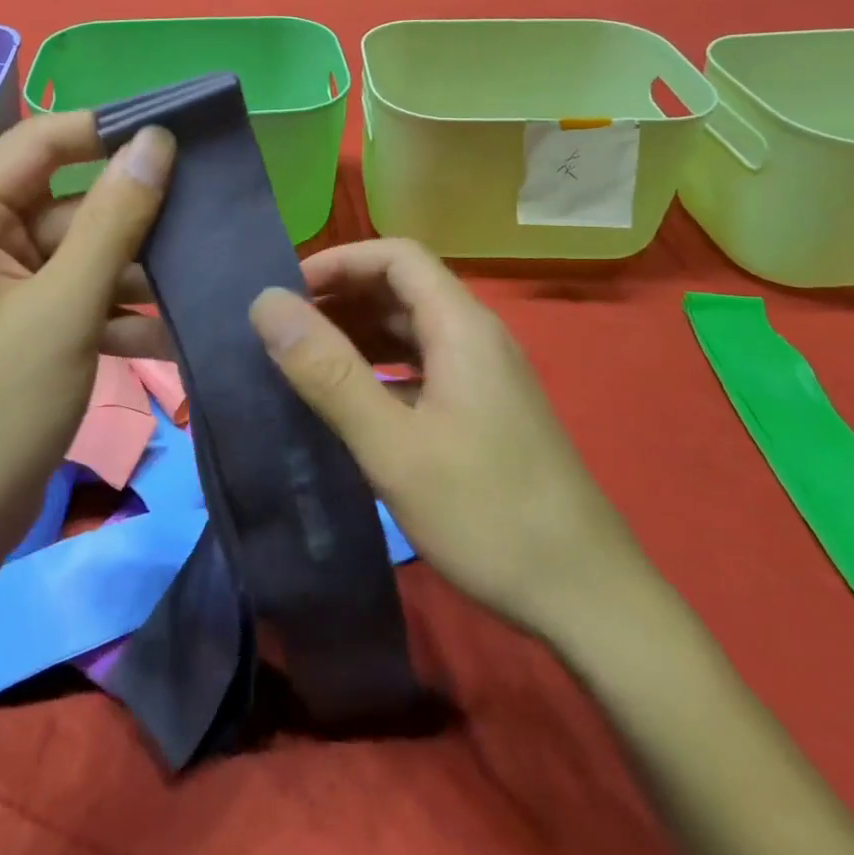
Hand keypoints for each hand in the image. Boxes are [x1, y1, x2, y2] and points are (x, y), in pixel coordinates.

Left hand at [0, 113, 174, 570]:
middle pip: (66, 201)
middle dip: (133, 217)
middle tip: (207, 214)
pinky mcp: (17, 320)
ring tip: (200, 276)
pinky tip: (173, 331)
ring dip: (134, 270)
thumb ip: (114, 220)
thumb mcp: (65, 310)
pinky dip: (116, 308)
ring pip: (79, 251)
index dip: (108, 130)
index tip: (179, 131)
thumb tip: (156, 141)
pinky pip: (74, 293)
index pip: (40, 142)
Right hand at [248, 238, 648, 641]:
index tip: (286, 293)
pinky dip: (379, 368)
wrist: (587, 598)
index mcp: (462, 327)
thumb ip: (328, 372)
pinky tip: (349, 402)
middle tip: (283, 329)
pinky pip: (422, 366)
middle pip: (402, 288)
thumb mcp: (393, 446)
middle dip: (341, 297)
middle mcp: (476, 337)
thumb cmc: (486, 514)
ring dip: (357, 333)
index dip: (339, 261)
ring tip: (303, 361)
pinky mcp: (484, 410)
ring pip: (411, 329)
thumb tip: (266, 304)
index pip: (396, 256)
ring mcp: (484, 375)